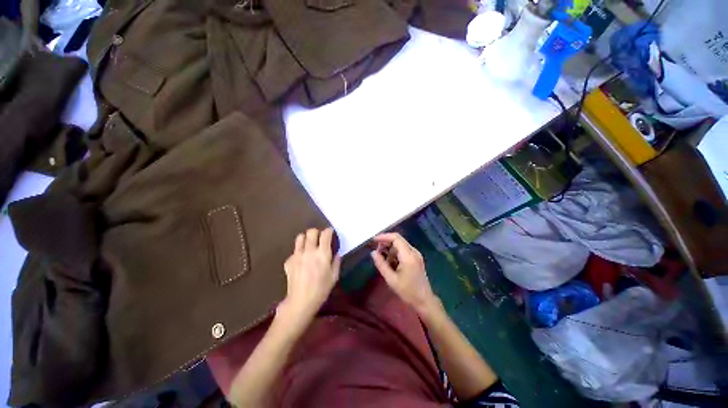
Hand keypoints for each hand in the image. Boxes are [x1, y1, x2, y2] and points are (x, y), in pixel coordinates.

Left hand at [278, 228, 340, 326]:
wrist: (300, 301)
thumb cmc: (321, 290)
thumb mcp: (334, 277)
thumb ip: (336, 263)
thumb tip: (337, 254)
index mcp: (323, 254)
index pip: (325, 234)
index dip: (329, 231)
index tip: (330, 232)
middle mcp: (309, 251)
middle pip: (311, 232)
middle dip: (316, 232)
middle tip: (319, 238)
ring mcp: (297, 255)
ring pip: (300, 237)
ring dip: (306, 238)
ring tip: (309, 244)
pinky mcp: (289, 261)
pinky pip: (294, 251)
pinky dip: (298, 252)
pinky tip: (301, 260)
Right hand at [370, 232, 437, 314]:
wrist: (424, 301)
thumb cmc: (408, 291)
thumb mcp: (391, 279)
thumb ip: (381, 264)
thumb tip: (373, 252)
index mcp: (408, 256)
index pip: (396, 238)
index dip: (384, 237)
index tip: (373, 240)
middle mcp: (414, 252)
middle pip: (398, 240)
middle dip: (385, 243)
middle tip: (376, 251)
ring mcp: (416, 254)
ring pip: (400, 244)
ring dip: (390, 249)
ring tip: (383, 260)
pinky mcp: (416, 258)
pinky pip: (403, 250)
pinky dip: (395, 253)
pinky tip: (390, 263)